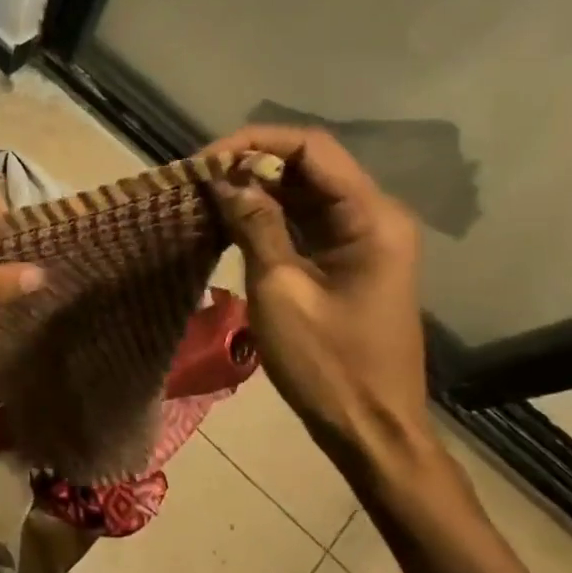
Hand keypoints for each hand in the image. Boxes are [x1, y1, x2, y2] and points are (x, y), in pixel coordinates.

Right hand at [201, 127, 433, 475]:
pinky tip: (230, 218)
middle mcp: (373, 215)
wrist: (372, 429)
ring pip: (304, 190)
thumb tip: (224, 178)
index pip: (311, 148)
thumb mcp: (280, 289)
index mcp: (370, 216)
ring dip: (256, 187)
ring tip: (205, 194)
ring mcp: (363, 237)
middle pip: (308, 164)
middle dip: (251, 163)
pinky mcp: (348, 258)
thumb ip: (255, 224)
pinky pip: (305, 219)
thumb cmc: (328, 363)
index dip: (254, 142)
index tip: (205, 161)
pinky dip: (268, 213)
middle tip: (198, 179)